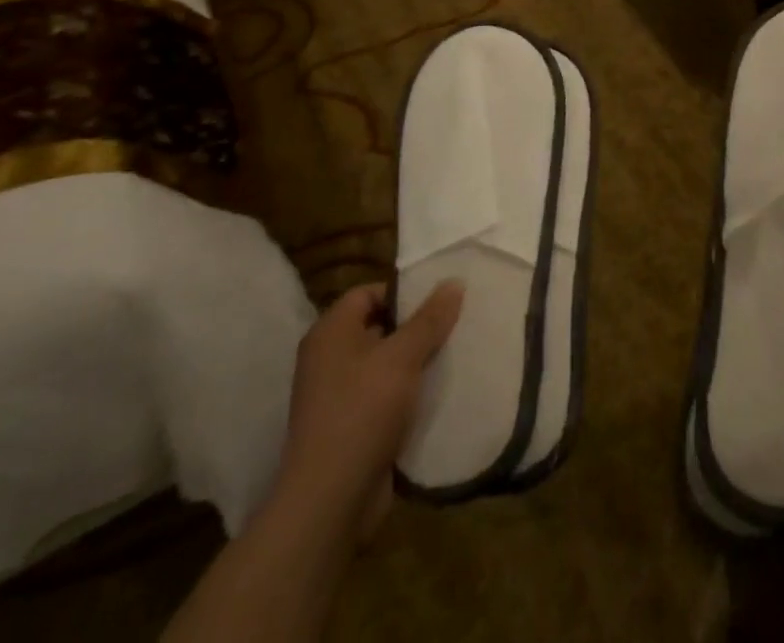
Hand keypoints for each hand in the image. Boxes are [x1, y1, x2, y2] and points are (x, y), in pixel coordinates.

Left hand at [268, 280, 463, 547]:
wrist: (330, 501)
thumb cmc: (363, 412)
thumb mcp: (403, 357)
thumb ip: (430, 318)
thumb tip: (454, 282)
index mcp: (330, 334)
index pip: (368, 293)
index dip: (402, 292)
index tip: (439, 301)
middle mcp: (328, 359)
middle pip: (378, 326)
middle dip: (416, 327)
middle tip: (453, 325)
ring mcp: (337, 396)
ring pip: (385, 364)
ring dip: (416, 362)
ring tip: (452, 356)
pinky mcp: (350, 427)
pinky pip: (384, 396)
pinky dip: (408, 393)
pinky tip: (438, 393)